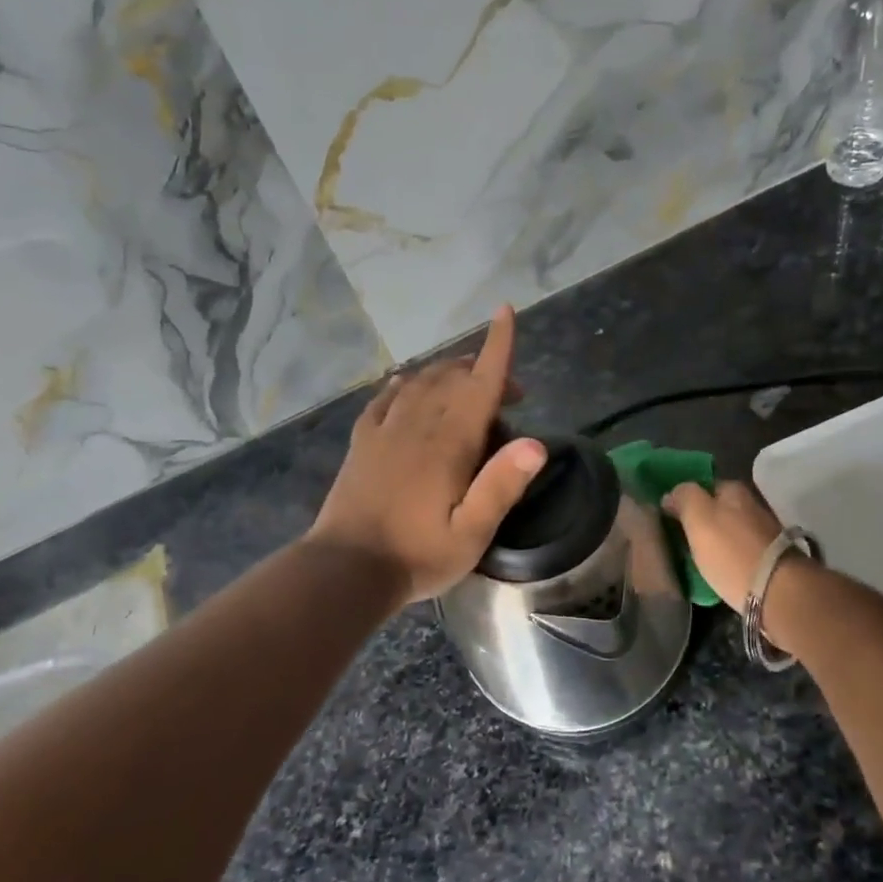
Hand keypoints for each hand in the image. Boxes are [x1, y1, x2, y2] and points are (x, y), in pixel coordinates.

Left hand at [309, 306, 546, 605]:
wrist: (346, 569)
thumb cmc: (417, 554)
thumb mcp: (472, 533)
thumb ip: (502, 486)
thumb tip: (536, 443)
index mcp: (449, 441)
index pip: (479, 381)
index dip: (497, 346)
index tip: (505, 312)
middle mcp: (418, 423)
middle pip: (454, 376)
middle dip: (484, 369)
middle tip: (511, 396)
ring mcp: (386, 429)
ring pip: (421, 381)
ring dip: (449, 373)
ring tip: (468, 384)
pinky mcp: (363, 442)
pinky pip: (385, 398)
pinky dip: (404, 384)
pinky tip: (407, 384)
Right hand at [663, 480, 783, 615]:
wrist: (778, 591)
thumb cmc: (731, 552)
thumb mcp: (698, 518)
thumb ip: (684, 498)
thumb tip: (672, 493)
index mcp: (733, 490)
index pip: (703, 486)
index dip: (685, 500)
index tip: (670, 518)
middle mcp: (752, 504)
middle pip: (719, 509)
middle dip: (702, 521)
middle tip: (681, 540)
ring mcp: (765, 531)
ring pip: (730, 530)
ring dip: (717, 541)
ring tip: (698, 559)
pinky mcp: (772, 558)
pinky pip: (741, 552)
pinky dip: (729, 558)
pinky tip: (720, 571)